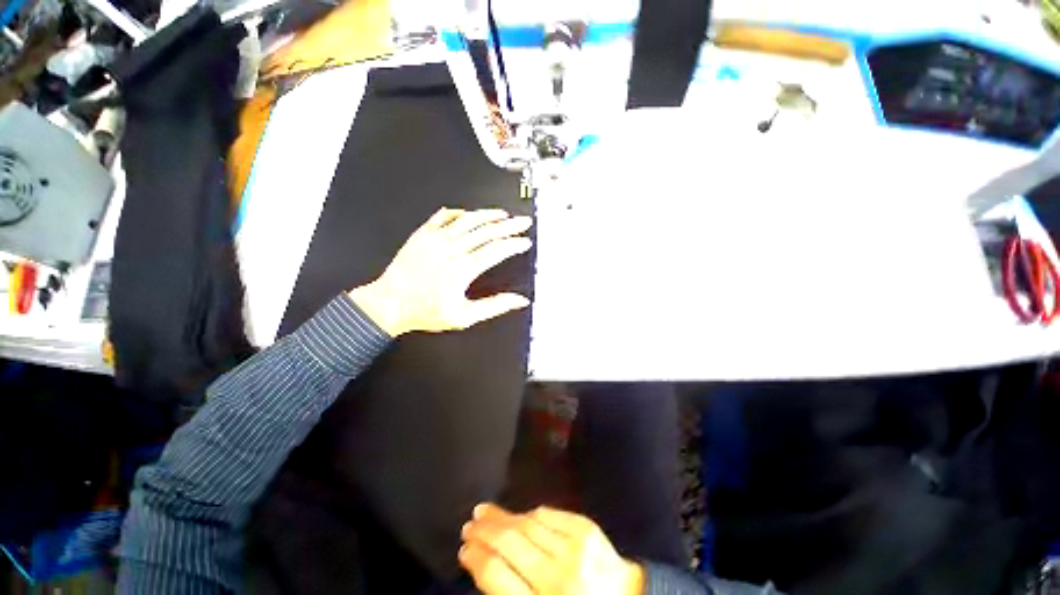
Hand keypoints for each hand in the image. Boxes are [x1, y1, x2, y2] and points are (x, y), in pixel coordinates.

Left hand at [349, 208, 532, 336]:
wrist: (389, 303)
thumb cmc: (425, 312)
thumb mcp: (464, 316)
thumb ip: (494, 306)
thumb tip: (519, 300)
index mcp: (462, 269)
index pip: (496, 250)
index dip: (514, 244)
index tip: (525, 242)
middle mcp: (451, 249)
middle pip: (487, 231)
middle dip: (510, 225)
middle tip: (524, 222)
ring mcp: (435, 239)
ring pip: (468, 219)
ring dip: (488, 215)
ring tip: (503, 214)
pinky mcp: (422, 234)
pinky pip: (443, 216)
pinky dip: (459, 213)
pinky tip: (468, 213)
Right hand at [459, 503, 644, 594]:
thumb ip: (513, 592)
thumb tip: (487, 564)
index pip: (496, 576)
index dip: (476, 558)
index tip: (464, 549)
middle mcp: (556, 576)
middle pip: (509, 543)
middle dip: (484, 531)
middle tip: (469, 524)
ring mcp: (573, 547)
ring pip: (526, 524)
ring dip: (502, 516)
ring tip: (485, 512)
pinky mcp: (585, 528)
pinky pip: (549, 514)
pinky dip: (530, 514)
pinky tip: (519, 515)